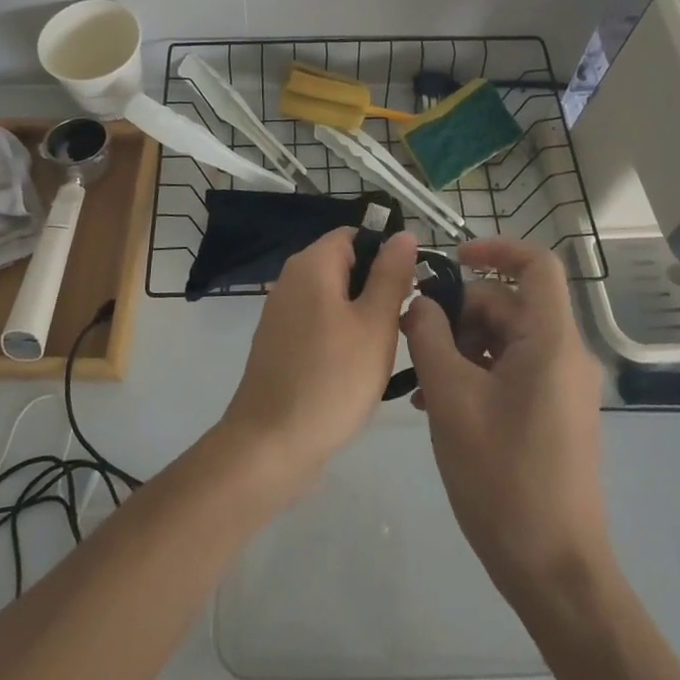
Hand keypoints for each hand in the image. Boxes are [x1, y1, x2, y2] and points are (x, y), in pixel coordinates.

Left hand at [221, 228, 418, 489]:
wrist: (270, 445)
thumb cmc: (331, 379)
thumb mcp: (375, 323)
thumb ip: (391, 275)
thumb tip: (404, 233)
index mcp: (312, 264)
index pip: (356, 234)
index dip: (387, 254)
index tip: (410, 288)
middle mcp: (291, 279)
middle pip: (344, 264)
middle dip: (377, 287)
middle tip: (402, 324)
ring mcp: (281, 313)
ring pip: (334, 297)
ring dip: (362, 315)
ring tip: (384, 350)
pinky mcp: (279, 344)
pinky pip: (319, 323)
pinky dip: (341, 336)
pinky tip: (356, 370)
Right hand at [401, 235, 610, 606]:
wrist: (555, 573)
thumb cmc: (503, 478)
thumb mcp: (451, 399)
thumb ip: (430, 337)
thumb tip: (421, 303)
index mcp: (552, 341)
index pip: (536, 264)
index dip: (495, 248)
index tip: (450, 260)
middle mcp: (565, 355)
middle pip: (509, 305)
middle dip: (459, 312)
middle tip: (413, 337)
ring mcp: (562, 387)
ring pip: (506, 339)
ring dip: (460, 347)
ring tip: (419, 381)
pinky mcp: (553, 414)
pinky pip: (512, 371)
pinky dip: (476, 373)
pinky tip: (437, 403)